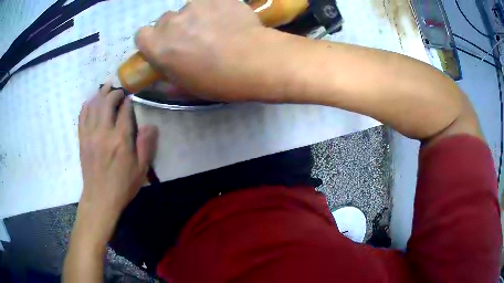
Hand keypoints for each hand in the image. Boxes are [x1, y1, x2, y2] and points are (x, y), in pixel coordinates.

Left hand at [76, 83, 157, 245]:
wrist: (100, 198)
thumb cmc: (122, 185)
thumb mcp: (141, 169)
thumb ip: (146, 145)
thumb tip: (151, 125)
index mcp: (120, 139)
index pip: (124, 110)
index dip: (128, 101)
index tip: (131, 97)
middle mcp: (103, 132)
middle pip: (107, 102)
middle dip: (114, 92)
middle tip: (119, 91)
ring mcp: (90, 135)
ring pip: (93, 106)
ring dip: (100, 94)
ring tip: (105, 87)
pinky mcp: (82, 140)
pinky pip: (82, 116)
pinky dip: (86, 105)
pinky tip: (90, 100)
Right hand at [134, 0, 266, 100]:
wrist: (255, 61)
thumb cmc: (218, 80)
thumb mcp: (187, 86)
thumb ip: (169, 73)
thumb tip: (165, 71)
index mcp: (158, 46)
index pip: (141, 35)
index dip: (152, 40)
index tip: (164, 46)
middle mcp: (171, 22)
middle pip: (165, 21)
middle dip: (176, 29)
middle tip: (195, 39)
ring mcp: (194, 6)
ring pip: (189, 9)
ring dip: (197, 17)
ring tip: (218, 29)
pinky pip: (210, 2)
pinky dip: (216, 8)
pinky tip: (229, 19)